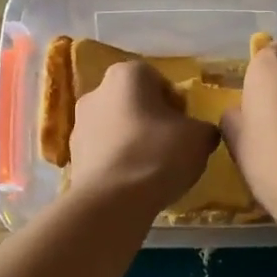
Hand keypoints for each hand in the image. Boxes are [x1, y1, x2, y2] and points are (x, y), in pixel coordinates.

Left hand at [68, 60, 218, 210]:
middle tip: (172, 149)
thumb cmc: (158, 155)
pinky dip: (119, 163)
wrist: (111, 201)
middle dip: (152, 122)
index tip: (186, 129)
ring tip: (152, 171)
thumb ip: (203, 128)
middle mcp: (96, 91)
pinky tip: (133, 184)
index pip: (159, 81)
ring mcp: (79, 124)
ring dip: (133, 143)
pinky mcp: (73, 156)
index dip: (177, 105)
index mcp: (127, 74)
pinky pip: (105, 154)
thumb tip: (199, 133)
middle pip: (135, 104)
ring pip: (117, 129)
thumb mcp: (199, 138)